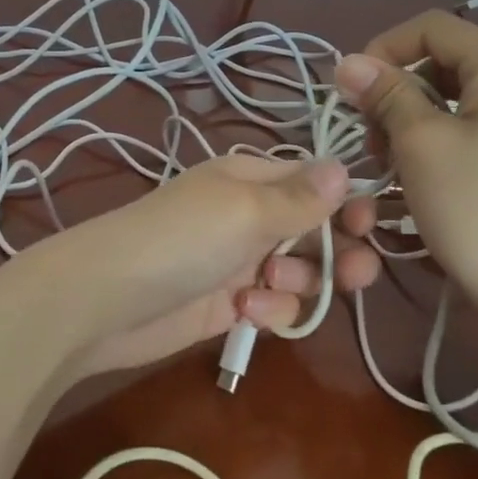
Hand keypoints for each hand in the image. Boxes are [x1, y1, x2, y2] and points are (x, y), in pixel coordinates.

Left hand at [20, 155, 380, 378]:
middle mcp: (250, 215)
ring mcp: (239, 261)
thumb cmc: (182, 239)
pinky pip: (274, 305)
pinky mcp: (230, 305)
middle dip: (337, 250)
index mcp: (251, 178)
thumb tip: (345, 166)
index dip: (347, 201)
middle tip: (353, 273)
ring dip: (299, 282)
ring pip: (301, 272)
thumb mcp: (245, 210)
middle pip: (316, 229)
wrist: (107, 301)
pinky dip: (270, 310)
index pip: (314, 181)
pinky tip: (248, 312)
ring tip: (271, 283)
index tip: (370, 224)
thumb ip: (300, 197)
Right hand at [332, 10, 477, 319]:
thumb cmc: (477, 212)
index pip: (435, 28)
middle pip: (453, 60)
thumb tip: (350, 62)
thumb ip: (385, 93)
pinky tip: (432, 169)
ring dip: (423, 114)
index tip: (353, 91)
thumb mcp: (420, 145)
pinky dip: (453, 133)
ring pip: (469, 93)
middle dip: (402, 88)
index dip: (385, 48)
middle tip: (372, 137)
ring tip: (397, 159)